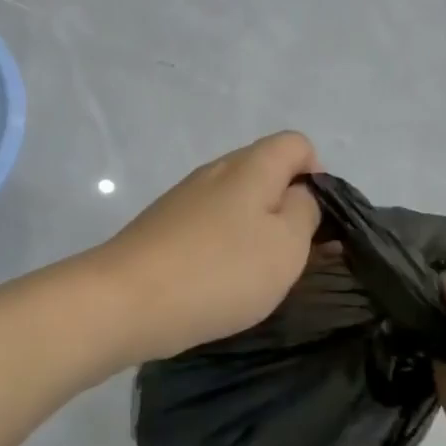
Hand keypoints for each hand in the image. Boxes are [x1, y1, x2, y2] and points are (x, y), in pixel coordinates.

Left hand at [90, 131, 321, 362]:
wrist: (128, 301)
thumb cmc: (220, 271)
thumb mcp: (287, 245)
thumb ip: (304, 212)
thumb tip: (298, 195)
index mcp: (250, 166)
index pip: (296, 144)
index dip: (317, 175)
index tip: (317, 222)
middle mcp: (214, 172)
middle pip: (264, 172)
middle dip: (286, 208)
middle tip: (292, 256)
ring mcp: (183, 199)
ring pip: (234, 203)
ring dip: (253, 231)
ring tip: (256, 276)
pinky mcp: (161, 228)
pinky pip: (207, 226)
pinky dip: (222, 247)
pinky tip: (218, 282)